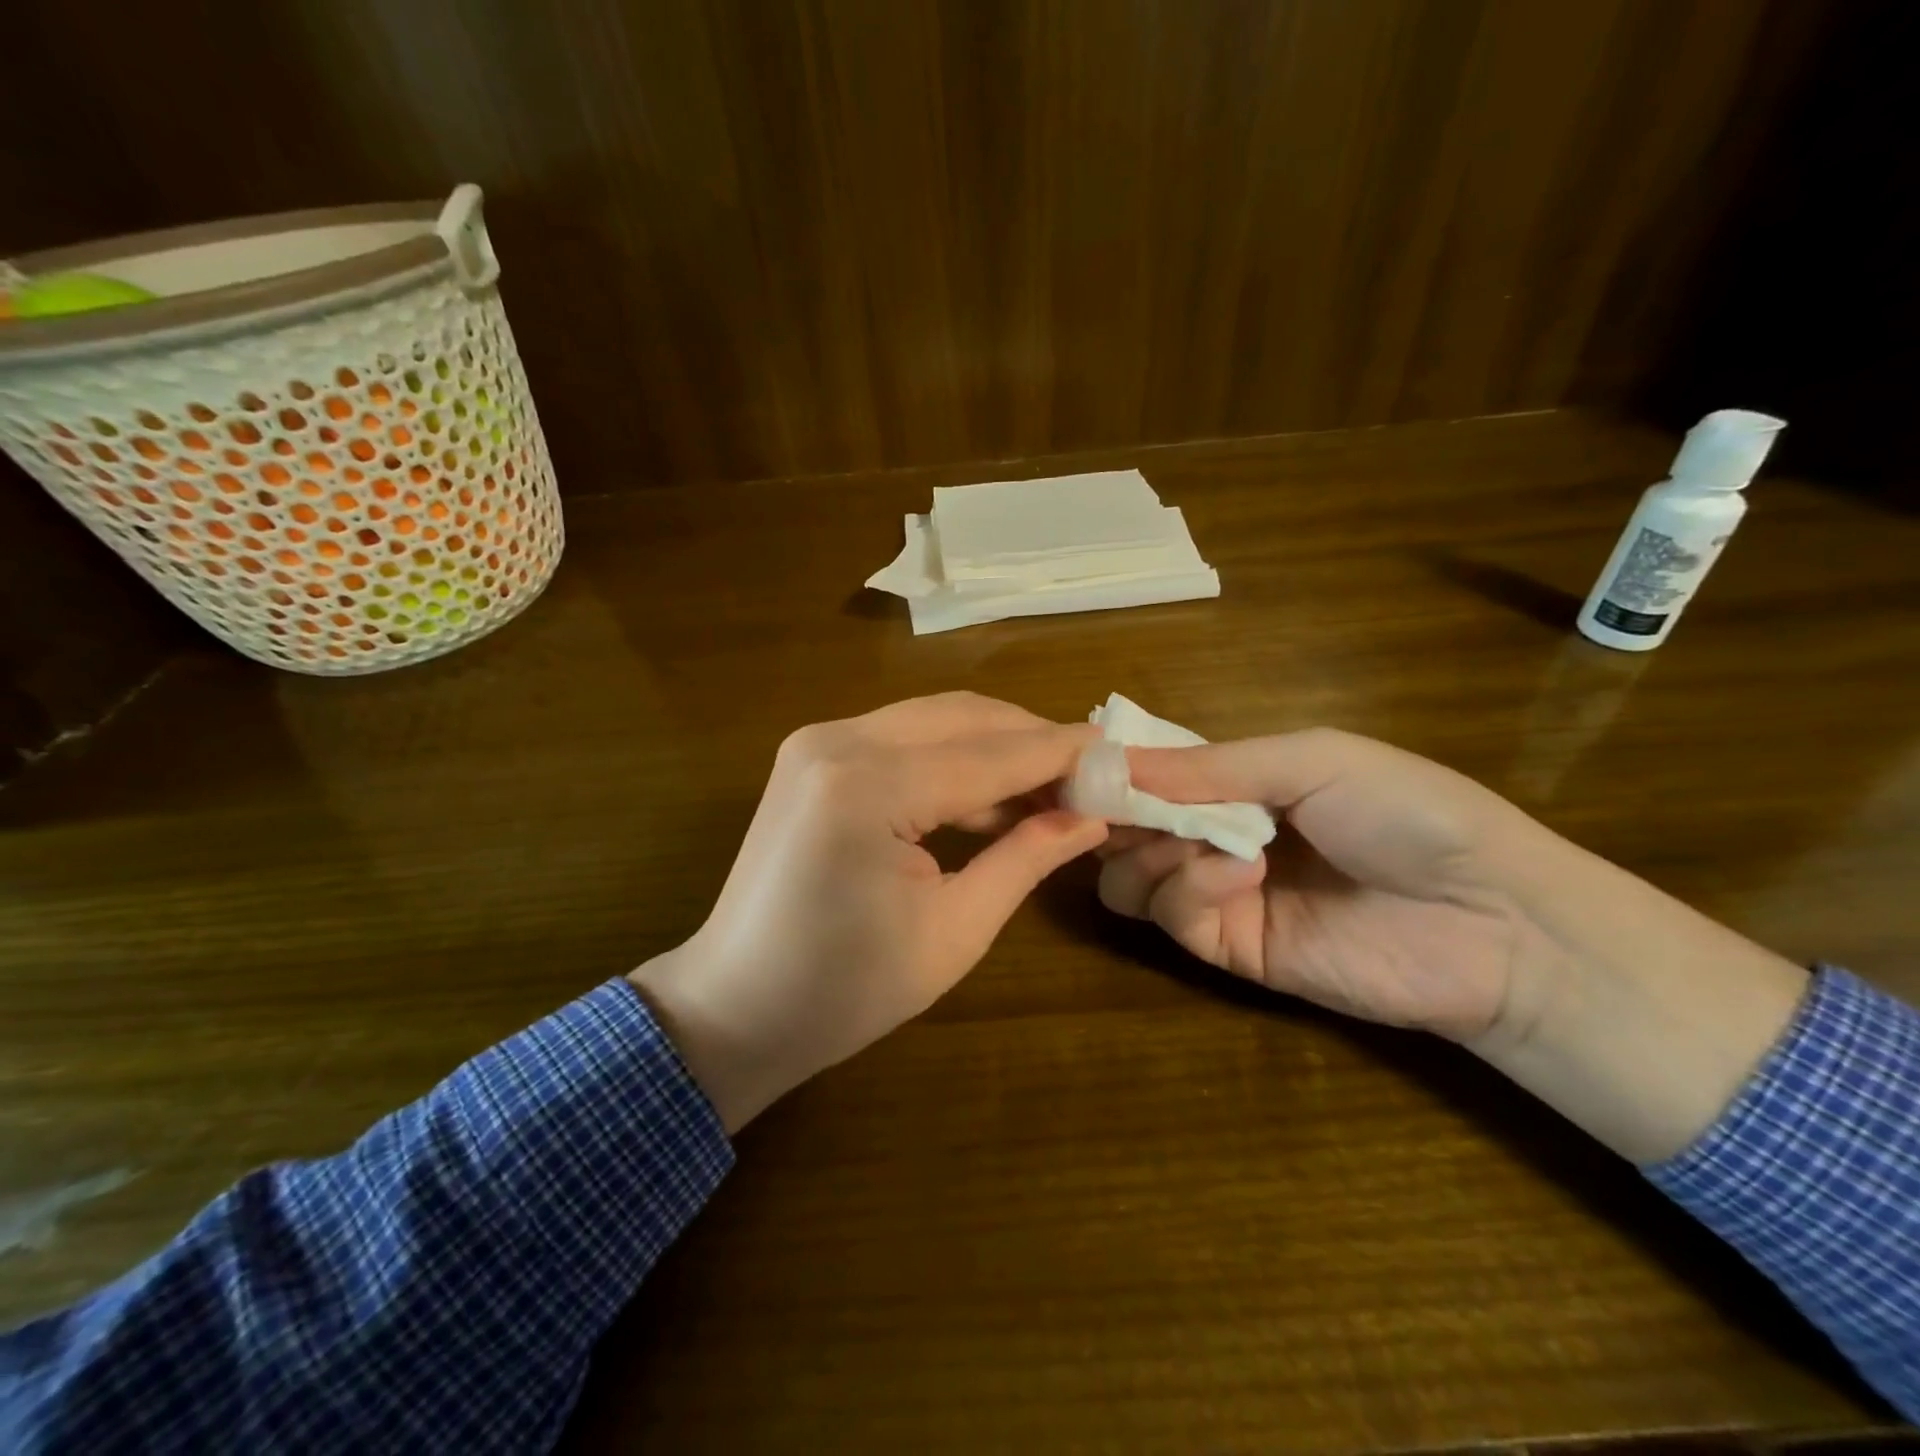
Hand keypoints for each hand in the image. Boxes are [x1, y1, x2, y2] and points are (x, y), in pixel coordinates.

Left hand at [631, 694, 1105, 1131]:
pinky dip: (952, 758)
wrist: (735, 1006)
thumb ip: (1026, 858)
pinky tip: (989, 795)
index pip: (992, 754)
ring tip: (1050, 790)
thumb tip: (1092, 818)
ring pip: (935, 719)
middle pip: (964, 718)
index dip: (1063, 754)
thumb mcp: (954, 930)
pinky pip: (903, 738)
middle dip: (1032, 742)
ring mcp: (818, 741)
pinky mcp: (813, 755)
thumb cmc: (845, 991)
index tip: (1122, 755)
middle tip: (1089, 778)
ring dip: (995, 747)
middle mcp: (838, 741)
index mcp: (868, 786)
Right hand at [1097, 728, 1544, 1040]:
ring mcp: (1217, 895)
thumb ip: (1209, 766)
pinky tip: (1240, 872)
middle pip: (1122, 830)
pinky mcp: (1228, 950)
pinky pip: (1171, 916)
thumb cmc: (1408, 812)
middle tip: (1120, 808)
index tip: (1081, 767)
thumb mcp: (1310, 760)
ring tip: (1196, 842)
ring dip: (1148, 853)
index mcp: (1233, 783)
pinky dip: (1189, 888)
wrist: (1494, 921)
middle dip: (1114, 816)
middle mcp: (1211, 836)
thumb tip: (1110, 762)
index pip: (1146, 775)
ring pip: (1127, 878)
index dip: (1113, 771)